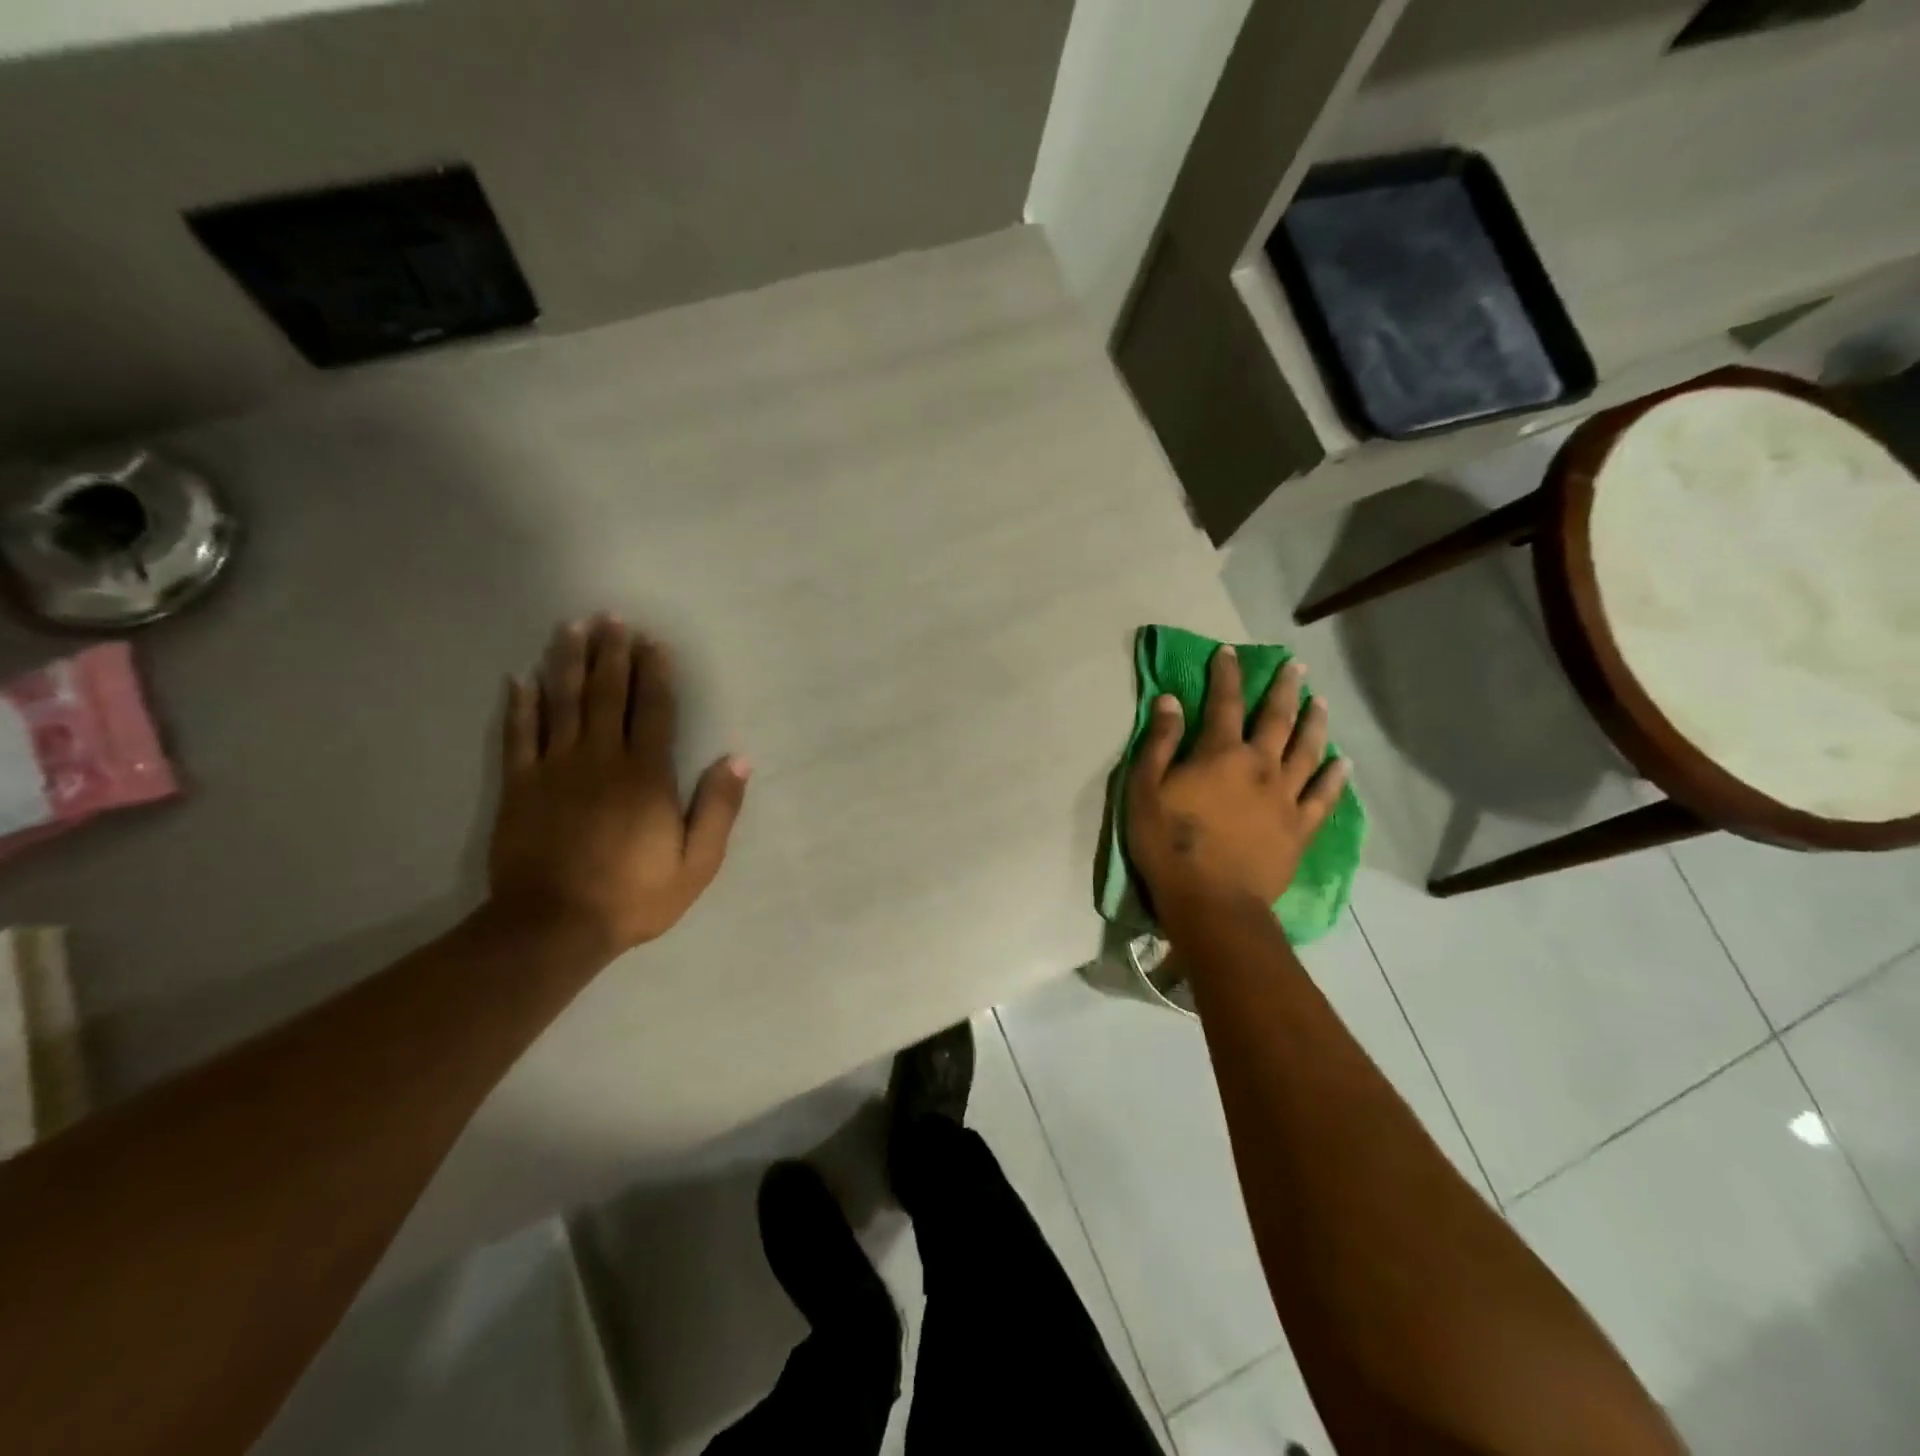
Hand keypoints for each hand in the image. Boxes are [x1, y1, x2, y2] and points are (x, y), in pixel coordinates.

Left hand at [488, 615, 748, 958]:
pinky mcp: (520, 786)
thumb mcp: (697, 862)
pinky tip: (519, 678)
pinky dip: (520, 704)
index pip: (653, 710)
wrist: (553, 927)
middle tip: (611, 617)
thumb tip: (738, 759)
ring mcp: (555, 769)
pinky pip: (519, 735)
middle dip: (612, 653)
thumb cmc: (634, 895)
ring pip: (563, 703)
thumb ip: (718, 808)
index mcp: (646, 775)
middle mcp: (601, 759)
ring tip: (572, 628)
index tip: (653, 642)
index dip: (655, 673)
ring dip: (569, 663)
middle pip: (608, 695)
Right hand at [1126, 646, 1348, 920]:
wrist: (1212, 902)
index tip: (1229, 653)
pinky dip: (1336, 777)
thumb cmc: (1169, 845)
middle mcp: (1260, 766)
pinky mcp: (1300, 828)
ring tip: (1321, 702)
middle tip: (1296, 667)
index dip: (1226, 675)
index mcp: (1221, 754)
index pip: (1225, 703)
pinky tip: (1344, 762)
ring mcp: (1286, 797)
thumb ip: (1160, 743)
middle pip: (1277, 719)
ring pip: (1308, 750)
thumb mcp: (1145, 790)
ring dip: (1315, 722)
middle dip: (1285, 689)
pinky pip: (1324, 796)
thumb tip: (1170, 702)